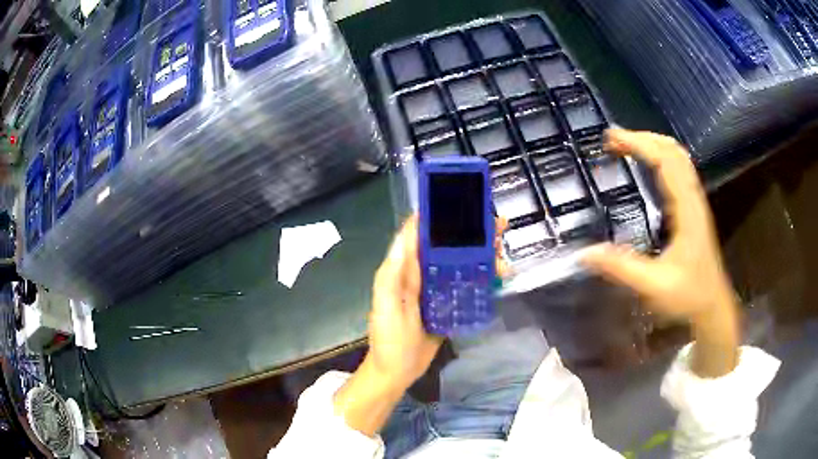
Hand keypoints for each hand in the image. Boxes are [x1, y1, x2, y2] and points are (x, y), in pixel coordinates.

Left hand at [334, 216, 507, 436]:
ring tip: (503, 251)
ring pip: (461, 264)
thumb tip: (406, 235)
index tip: (463, 202)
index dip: (439, 215)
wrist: (397, 372)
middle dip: (471, 232)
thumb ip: (393, 273)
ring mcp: (436, 290)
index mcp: (405, 269)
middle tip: (497, 225)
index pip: (422, 234)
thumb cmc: (388, 338)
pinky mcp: (448, 305)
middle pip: (447, 246)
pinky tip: (499, 275)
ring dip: (481, 254)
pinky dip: (483, 278)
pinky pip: (466, 285)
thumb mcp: (385, 305)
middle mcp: (421, 274)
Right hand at [581, 129, 738, 376]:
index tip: (611, 139)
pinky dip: (661, 157)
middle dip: (643, 138)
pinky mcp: (693, 210)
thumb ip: (621, 268)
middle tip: (613, 140)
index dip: (639, 144)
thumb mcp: (653, 286)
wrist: (713, 307)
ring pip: (678, 158)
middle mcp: (693, 198)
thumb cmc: (688, 296)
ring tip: (626, 145)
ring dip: (653, 144)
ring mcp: (695, 202)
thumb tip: (584, 253)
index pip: (665, 161)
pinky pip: (679, 171)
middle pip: (673, 151)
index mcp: (686, 210)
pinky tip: (648, 165)